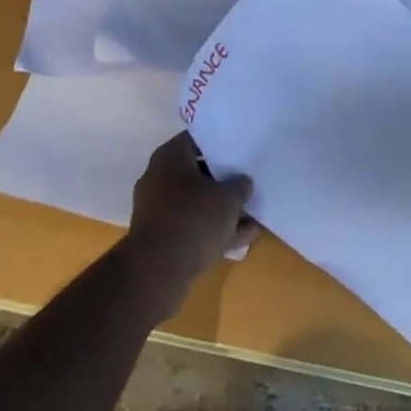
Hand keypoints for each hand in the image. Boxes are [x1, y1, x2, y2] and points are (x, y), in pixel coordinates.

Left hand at [126, 132, 256, 299]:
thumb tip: (242, 183)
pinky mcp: (161, 239)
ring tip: (254, 215)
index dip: (222, 142)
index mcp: (170, 157)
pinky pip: (193, 227)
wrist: (157, 272)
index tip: (243, 147)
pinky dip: (215, 230)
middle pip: (198, 172)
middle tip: (250, 181)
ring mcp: (158, 210)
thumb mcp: (228, 197)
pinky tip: (244, 238)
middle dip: (225, 180)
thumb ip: (240, 185)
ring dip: (223, 210)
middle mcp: (159, 178)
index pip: (198, 138)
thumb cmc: (193, 219)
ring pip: (197, 203)